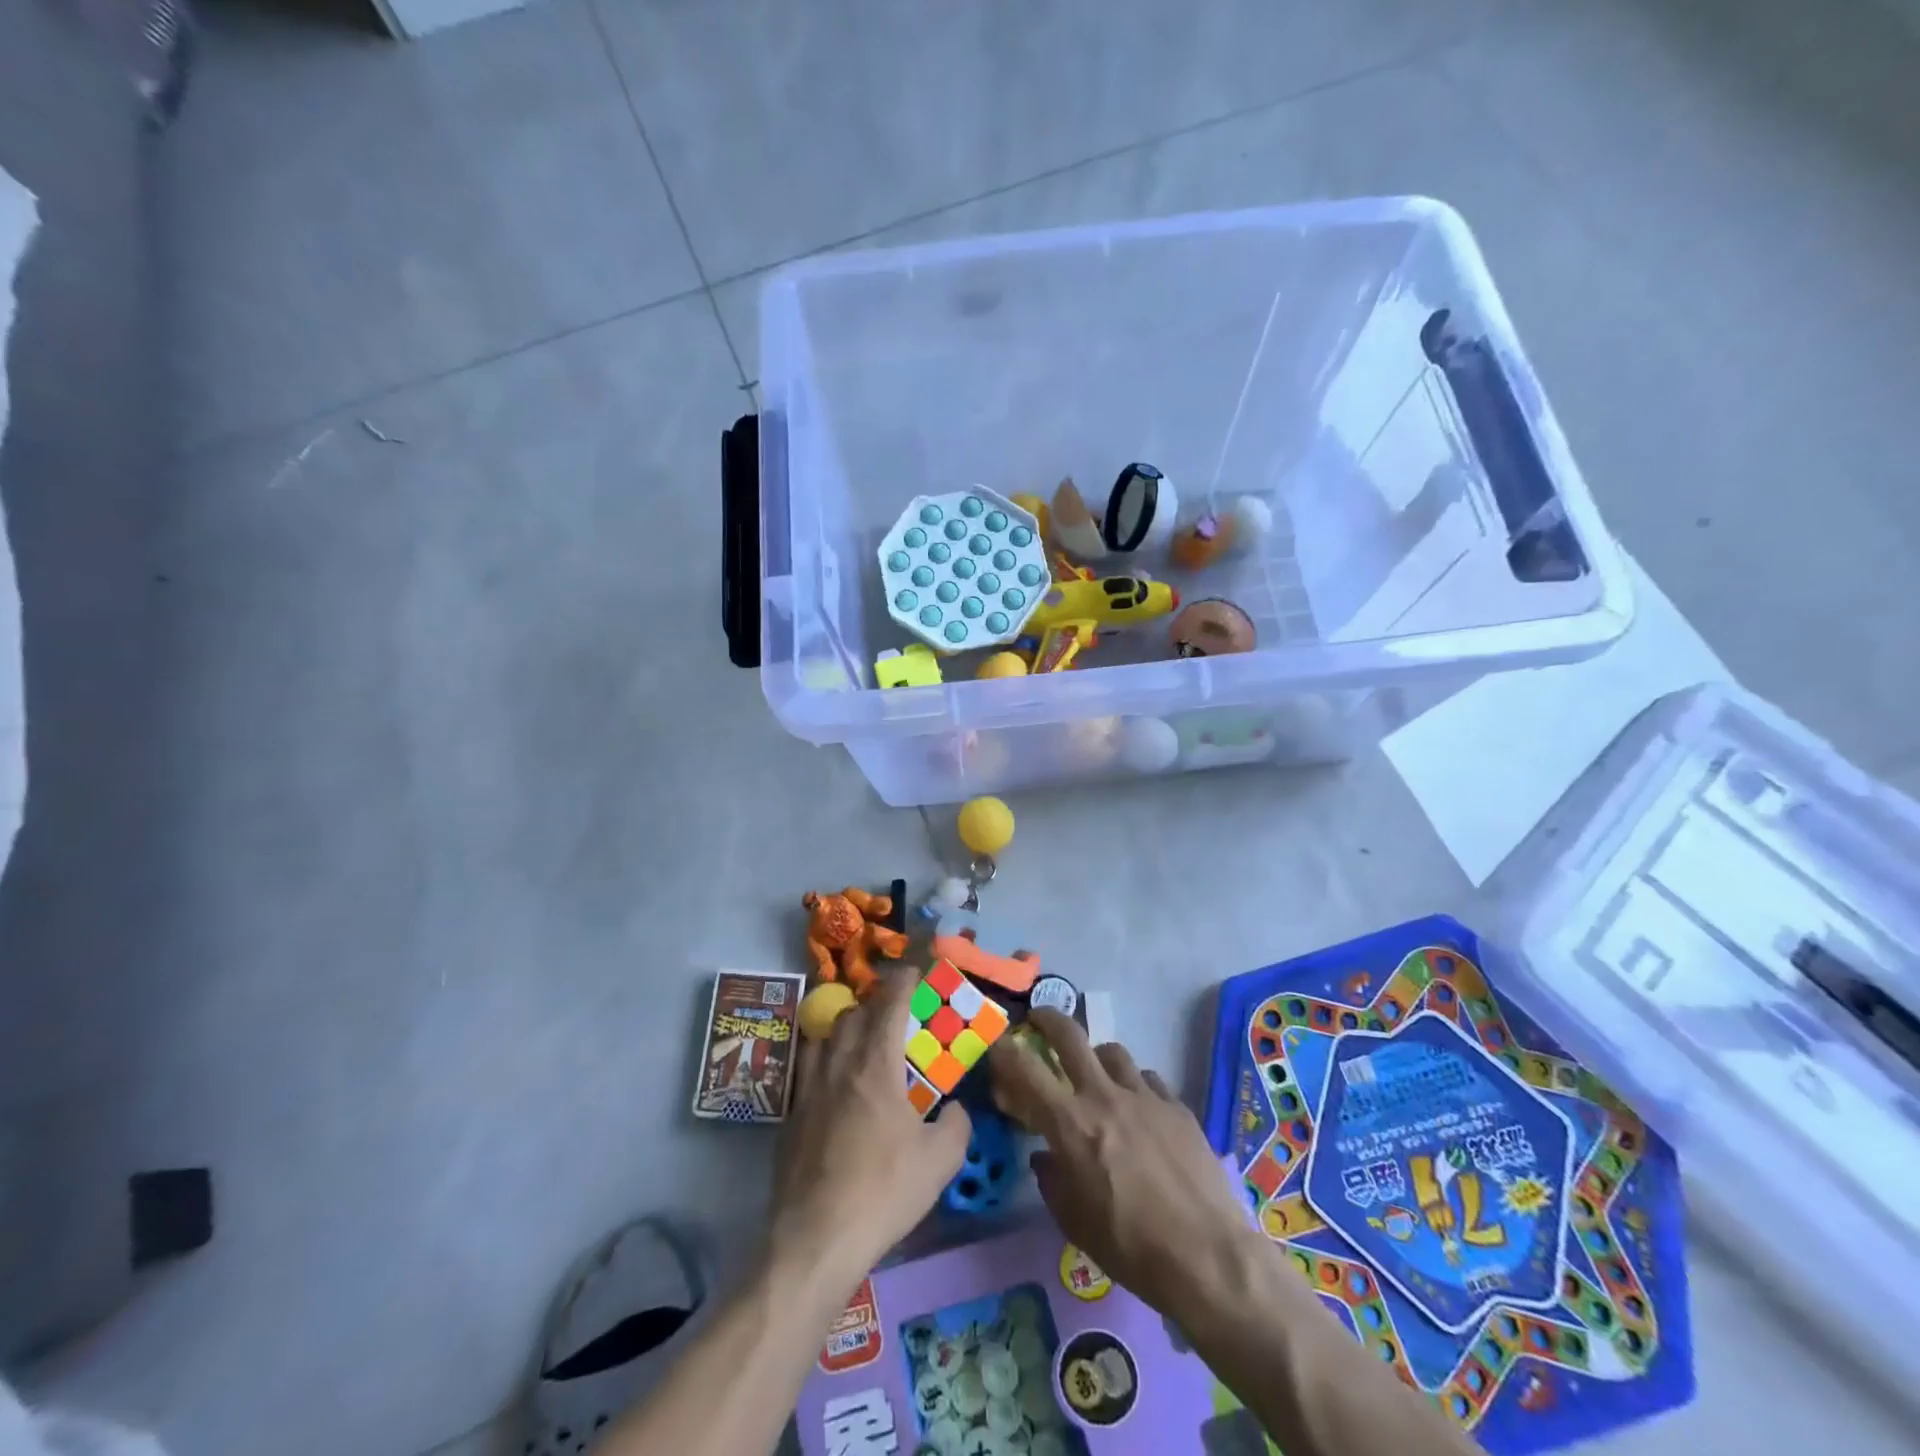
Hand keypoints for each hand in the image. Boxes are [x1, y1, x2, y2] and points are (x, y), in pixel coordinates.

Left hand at [767, 970, 971, 1287]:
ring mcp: (808, 1090)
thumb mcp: (941, 1161)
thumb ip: (957, 1124)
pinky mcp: (789, 1118)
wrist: (815, 1239)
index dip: (903, 981)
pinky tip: (834, 1088)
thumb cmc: (884, 1192)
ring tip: (860, 1044)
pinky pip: (806, 1070)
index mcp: (876, 1065)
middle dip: (874, 1004)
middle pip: (852, 1014)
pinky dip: (824, 1062)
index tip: (913, 971)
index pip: (889, 1004)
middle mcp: (839, 1065)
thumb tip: (955, 1108)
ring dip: (844, 1029)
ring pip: (823, 1037)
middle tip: (893, 1015)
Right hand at [988, 1010, 1253, 1315]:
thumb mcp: (1074, 1223)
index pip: (1026, 1070)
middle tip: (1039, 1020)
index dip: (1005, 1051)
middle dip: (1049, 1019)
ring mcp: (1145, 1096)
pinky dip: (1134, 1085)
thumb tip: (1044, 1155)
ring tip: (1097, 1076)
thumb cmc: (1131, 1248)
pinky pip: (1147, 1079)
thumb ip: (1052, 1180)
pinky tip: (1140, 1110)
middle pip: (1070, 1036)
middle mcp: (1104, 1096)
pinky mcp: (1177, 1106)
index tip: (997, 1043)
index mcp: (1071, 1124)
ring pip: (1112, 1052)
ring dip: (1096, 1058)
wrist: (1208, 1256)